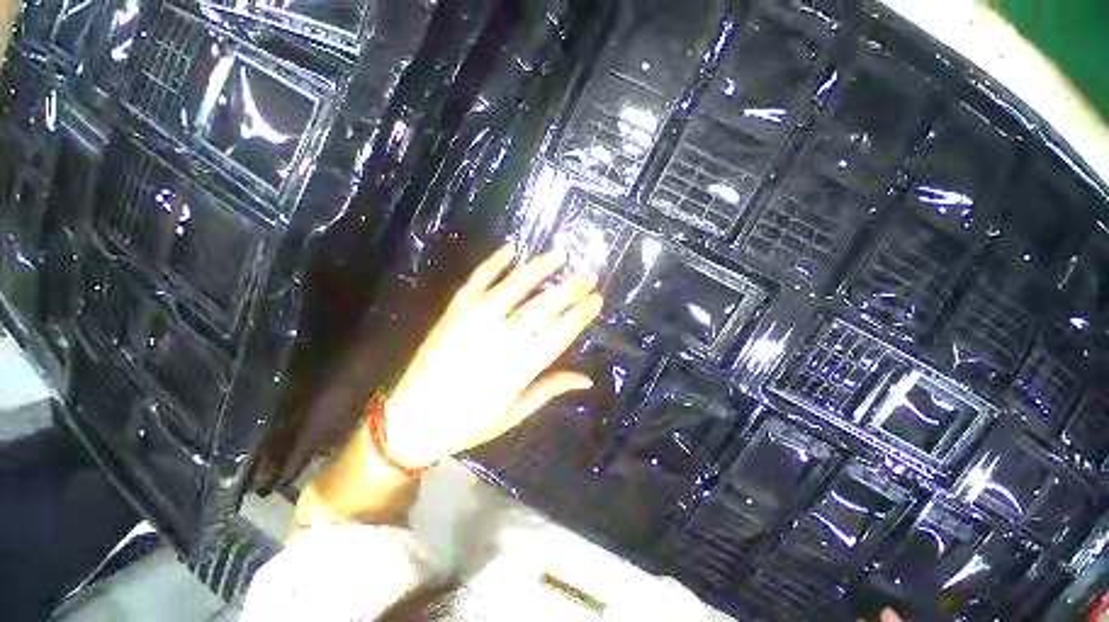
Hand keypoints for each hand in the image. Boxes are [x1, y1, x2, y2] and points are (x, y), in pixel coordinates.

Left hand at [383, 244, 602, 467]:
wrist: (411, 420)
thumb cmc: (468, 423)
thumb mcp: (514, 413)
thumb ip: (550, 390)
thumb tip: (587, 379)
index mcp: (517, 369)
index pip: (558, 334)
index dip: (579, 315)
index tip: (596, 299)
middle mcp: (498, 339)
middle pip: (542, 308)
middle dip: (569, 290)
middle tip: (588, 276)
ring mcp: (473, 321)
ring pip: (513, 287)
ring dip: (539, 269)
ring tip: (560, 255)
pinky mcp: (453, 312)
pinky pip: (476, 281)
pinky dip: (493, 263)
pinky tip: (510, 249)